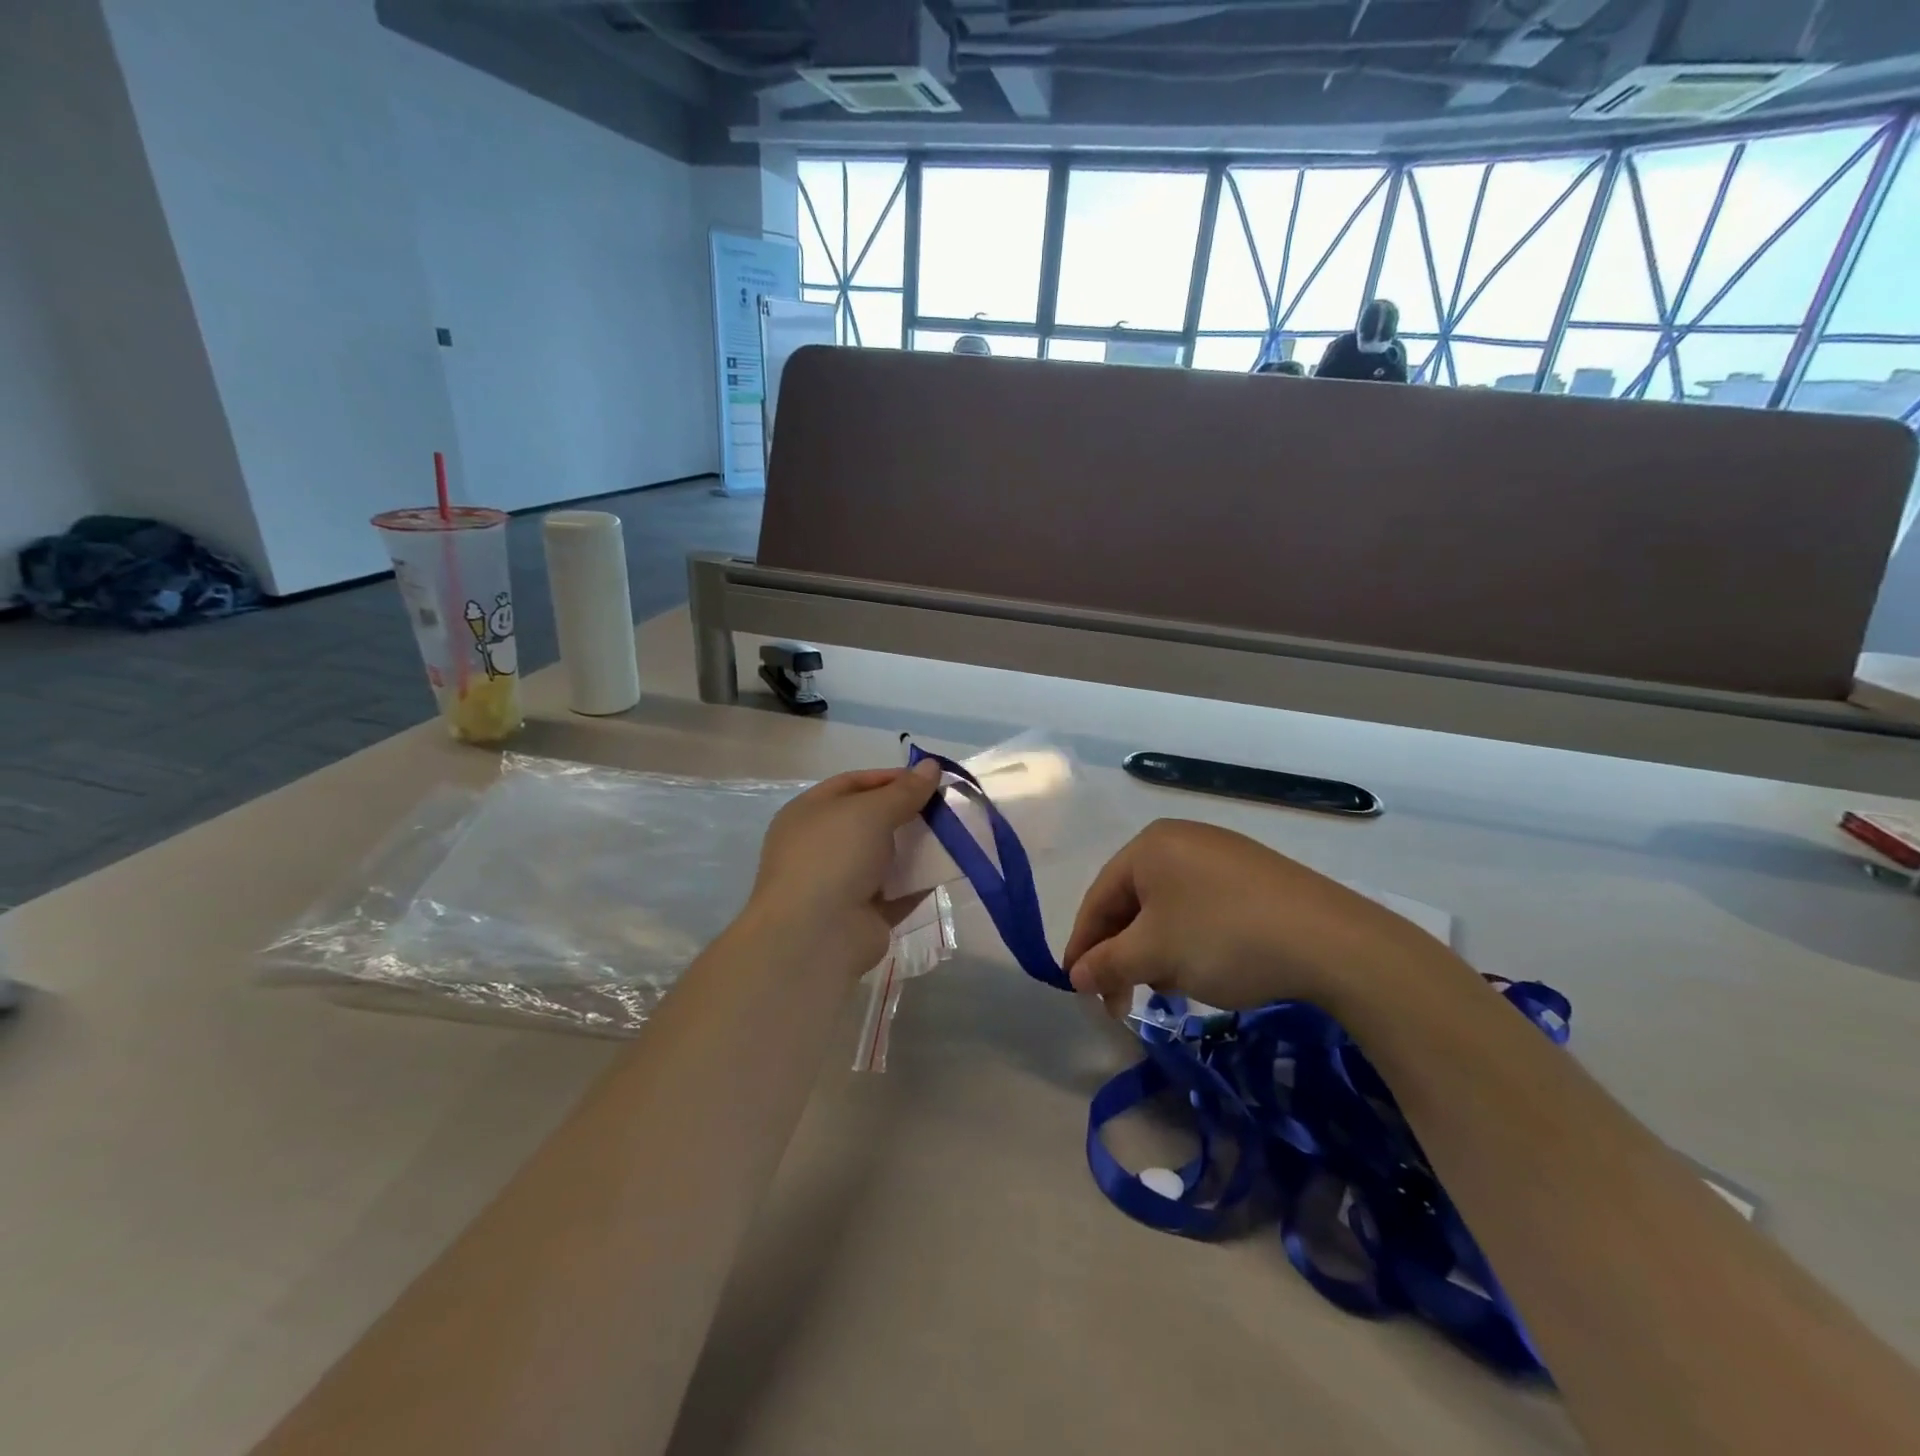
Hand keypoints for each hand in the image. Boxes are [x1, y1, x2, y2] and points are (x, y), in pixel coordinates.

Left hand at [743, 760, 942, 975]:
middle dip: (908, 813)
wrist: (816, 935)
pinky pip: (898, 891)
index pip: (853, 784)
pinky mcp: (864, 915)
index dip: (891, 778)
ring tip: (954, 835)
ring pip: (887, 857)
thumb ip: (905, 790)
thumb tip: (931, 766)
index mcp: (809, 813)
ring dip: (917, 847)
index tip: (928, 779)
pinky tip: (950, 868)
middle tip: (945, 807)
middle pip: (871, 821)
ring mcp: (841, 883)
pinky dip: (920, 881)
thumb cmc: (834, 856)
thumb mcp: (871, 811)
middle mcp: (822, 846)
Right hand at [1063, 819, 1460, 1017]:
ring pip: (1167, 909)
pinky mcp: (1253, 877)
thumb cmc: (1224, 937)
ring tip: (1167, 990)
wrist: (1332, 942)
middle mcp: (1182, 840)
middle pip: (1133, 902)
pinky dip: (1189, 942)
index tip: (1076, 988)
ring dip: (1156, 953)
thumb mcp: (1156, 954)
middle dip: (1123, 954)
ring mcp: (1221, 856)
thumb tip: (1075, 975)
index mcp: (1149, 845)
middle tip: (1119, 1002)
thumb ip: (1106, 963)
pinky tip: (1202, 971)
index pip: (1099, 897)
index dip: (1082, 945)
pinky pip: (1201, 909)